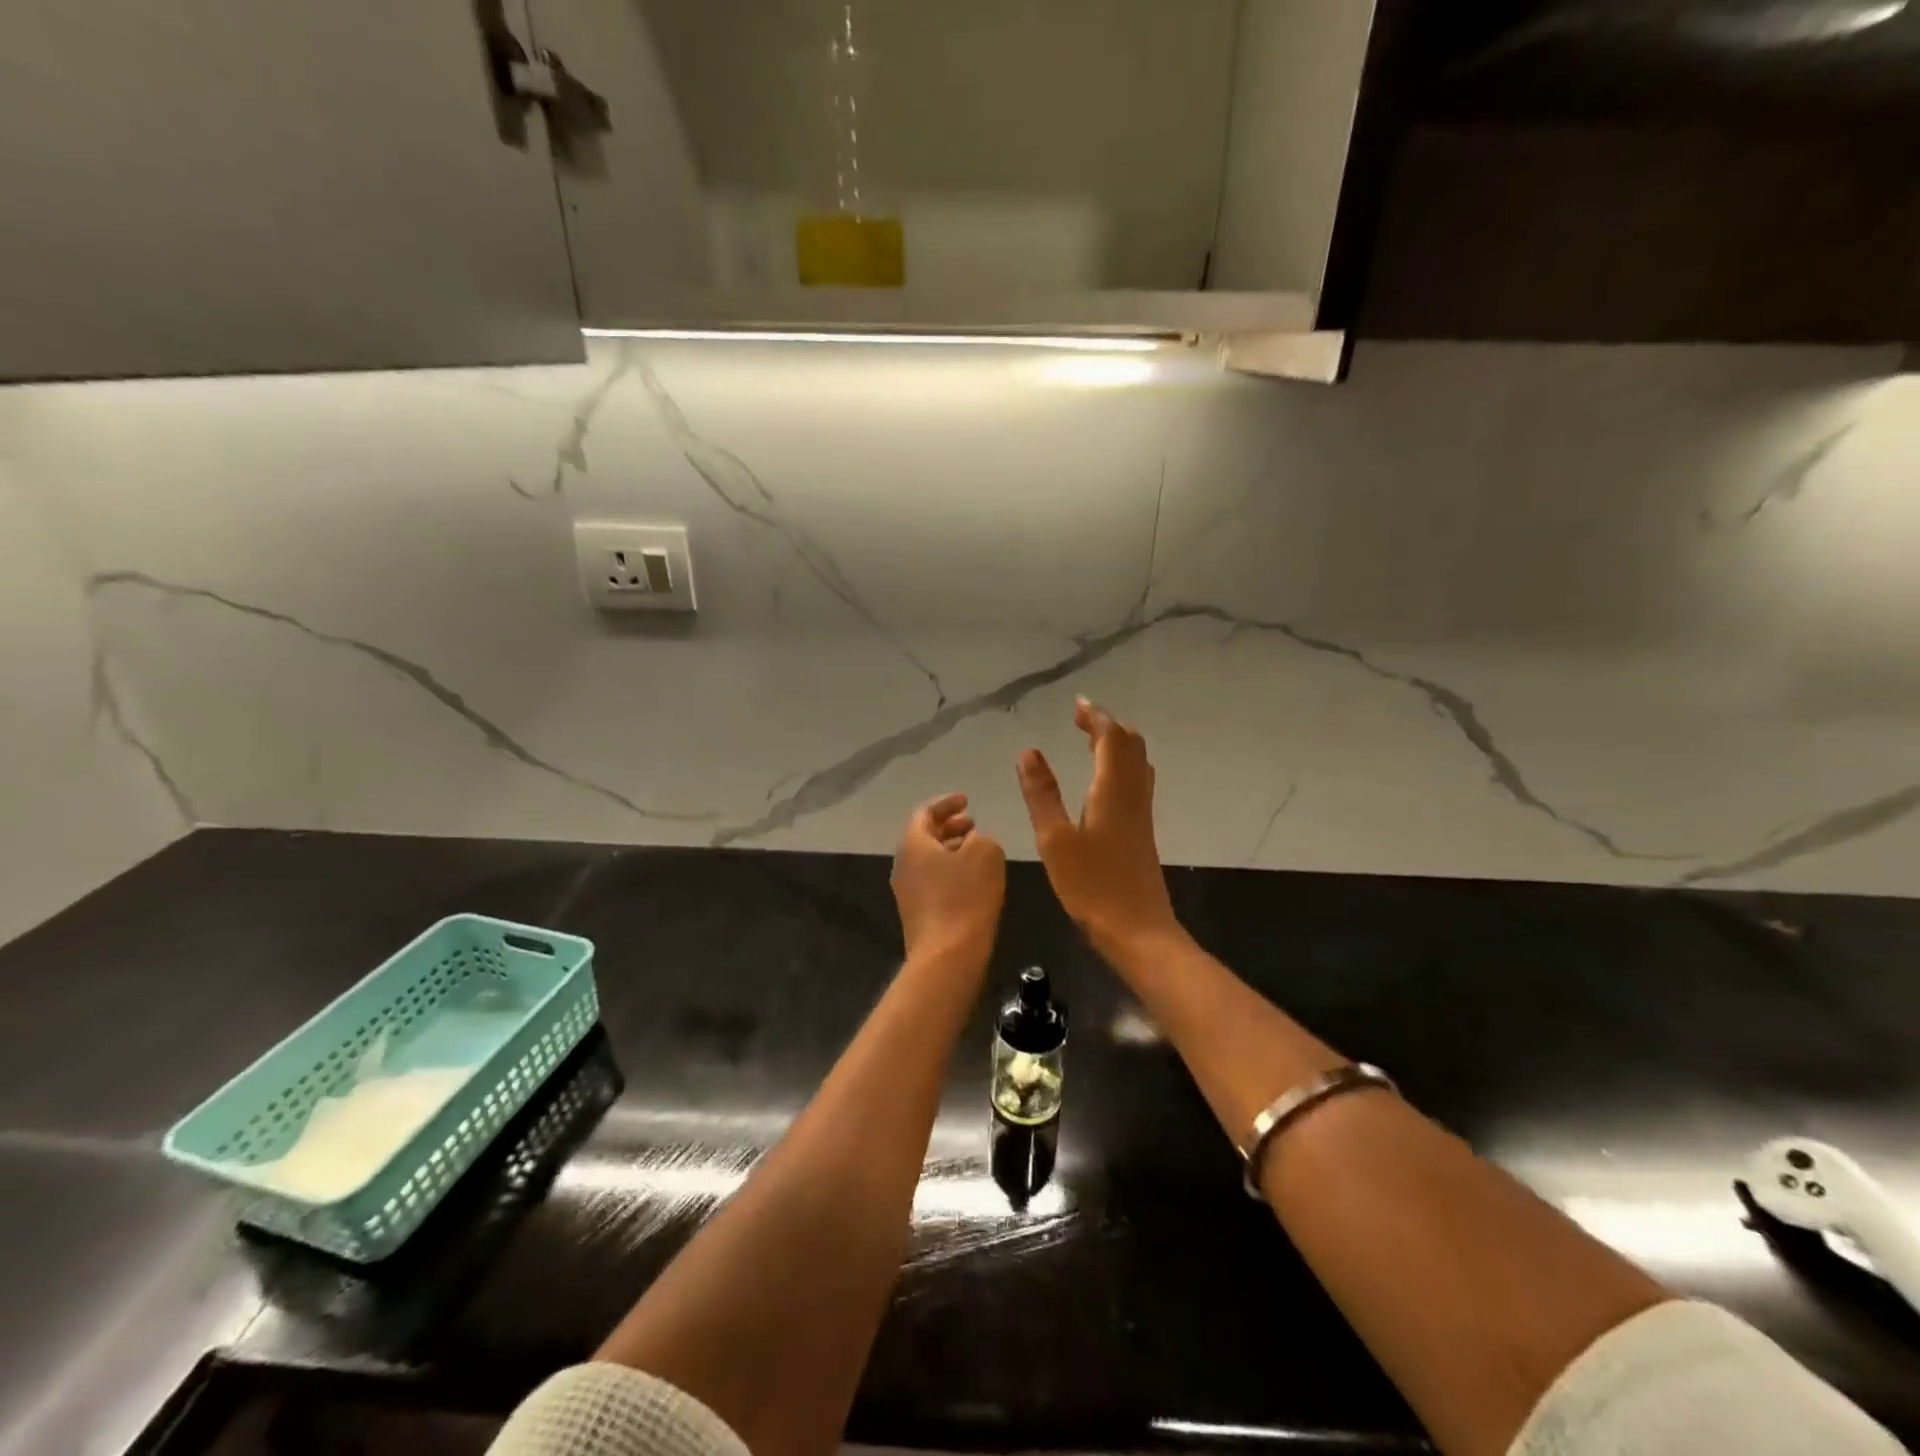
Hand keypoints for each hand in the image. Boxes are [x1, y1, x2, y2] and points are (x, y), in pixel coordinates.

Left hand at [891, 793, 1006, 958]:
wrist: (947, 957)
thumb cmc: (965, 897)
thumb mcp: (986, 853)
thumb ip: (982, 838)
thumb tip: (973, 842)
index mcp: (913, 843)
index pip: (925, 812)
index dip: (947, 803)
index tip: (967, 800)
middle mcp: (903, 864)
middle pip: (924, 836)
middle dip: (949, 827)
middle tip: (973, 824)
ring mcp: (907, 891)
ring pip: (929, 860)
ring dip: (951, 850)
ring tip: (977, 850)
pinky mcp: (917, 914)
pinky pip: (932, 881)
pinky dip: (950, 871)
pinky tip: (973, 881)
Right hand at [1017, 698, 1180, 957]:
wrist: (1137, 930)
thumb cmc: (1092, 886)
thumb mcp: (1055, 839)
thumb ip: (1041, 794)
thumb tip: (1028, 751)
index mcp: (1113, 789)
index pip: (1111, 738)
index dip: (1095, 717)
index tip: (1077, 705)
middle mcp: (1133, 794)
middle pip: (1130, 745)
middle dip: (1108, 726)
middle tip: (1081, 720)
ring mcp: (1141, 813)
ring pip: (1137, 763)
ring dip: (1117, 744)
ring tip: (1091, 741)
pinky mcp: (1142, 831)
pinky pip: (1136, 781)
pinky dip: (1120, 765)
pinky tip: (1103, 782)